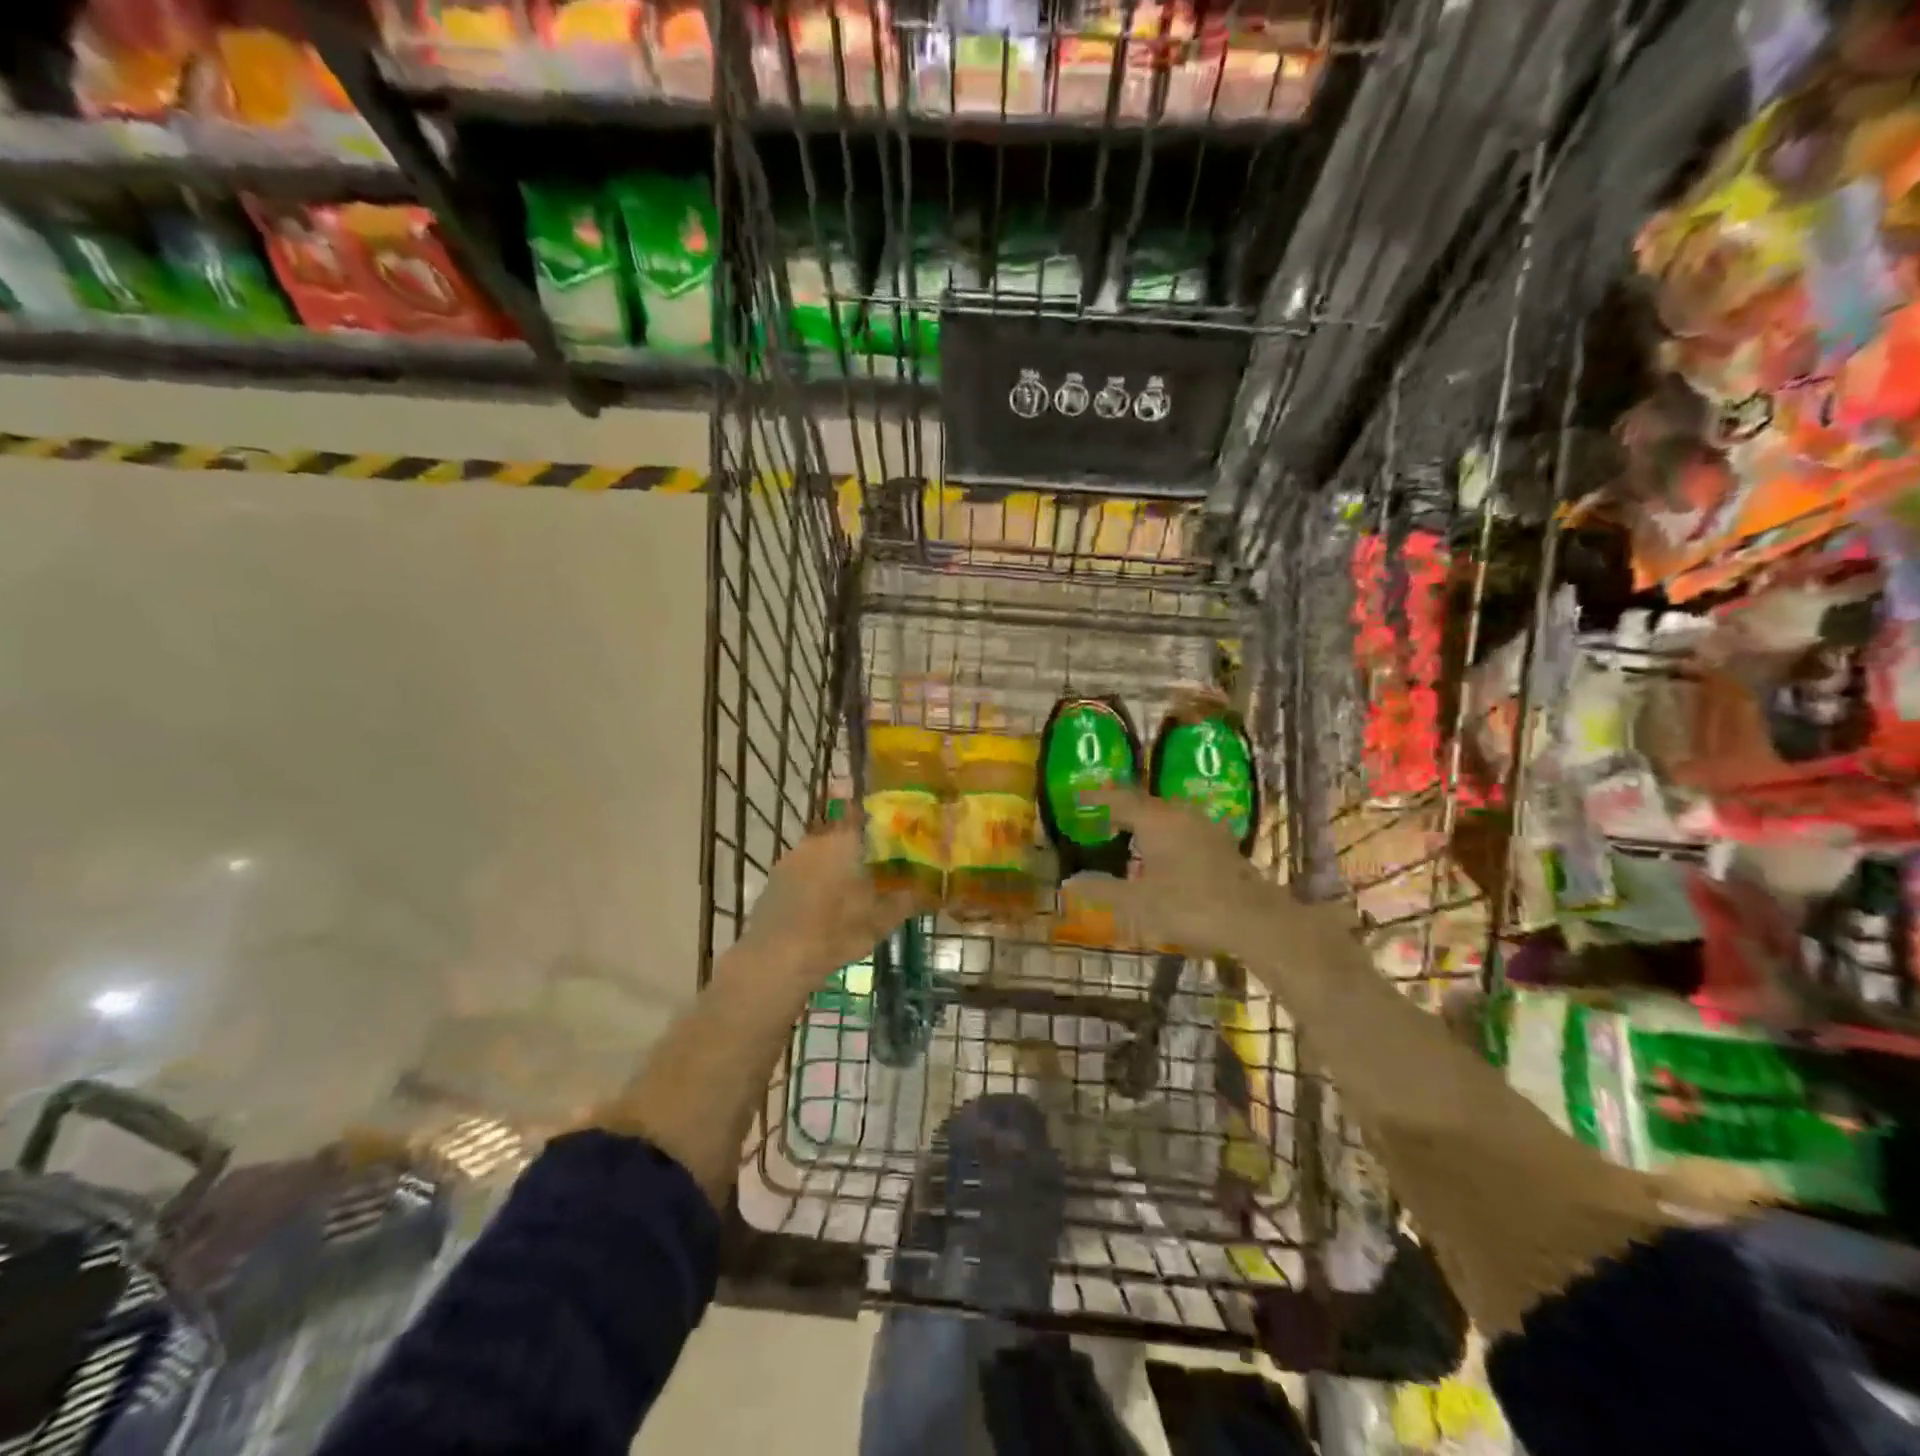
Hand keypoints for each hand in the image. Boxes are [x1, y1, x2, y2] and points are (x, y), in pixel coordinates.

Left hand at [734, 822, 928, 980]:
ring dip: (834, 861)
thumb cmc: (835, 932)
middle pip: (838, 830)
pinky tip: (825, 901)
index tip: (888, 820)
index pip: (858, 810)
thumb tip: (933, 891)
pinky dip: (815, 878)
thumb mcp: (881, 920)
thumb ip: (908, 900)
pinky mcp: (774, 881)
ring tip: (852, 883)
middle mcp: (815, 842)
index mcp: (842, 841)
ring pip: (819, 850)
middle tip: (875, 857)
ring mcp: (790, 860)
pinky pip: (802, 869)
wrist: (776, 959)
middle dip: (856, 841)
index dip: (873, 812)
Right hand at [1069, 788, 1272, 955]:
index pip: (1119, 800)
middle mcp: (1180, 815)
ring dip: (1148, 821)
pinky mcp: (1223, 845)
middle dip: (1123, 809)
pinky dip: (1168, 835)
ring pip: (1169, 815)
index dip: (1097, 798)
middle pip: (1146, 803)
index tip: (1078, 799)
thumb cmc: (1189, 906)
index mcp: (1156, 821)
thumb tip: (1068, 882)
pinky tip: (1167, 854)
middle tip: (1103, 816)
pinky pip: (1186, 829)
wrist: (1254, 920)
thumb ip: (1102, 890)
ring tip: (1131, 834)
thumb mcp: (1137, 902)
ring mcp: (1206, 828)